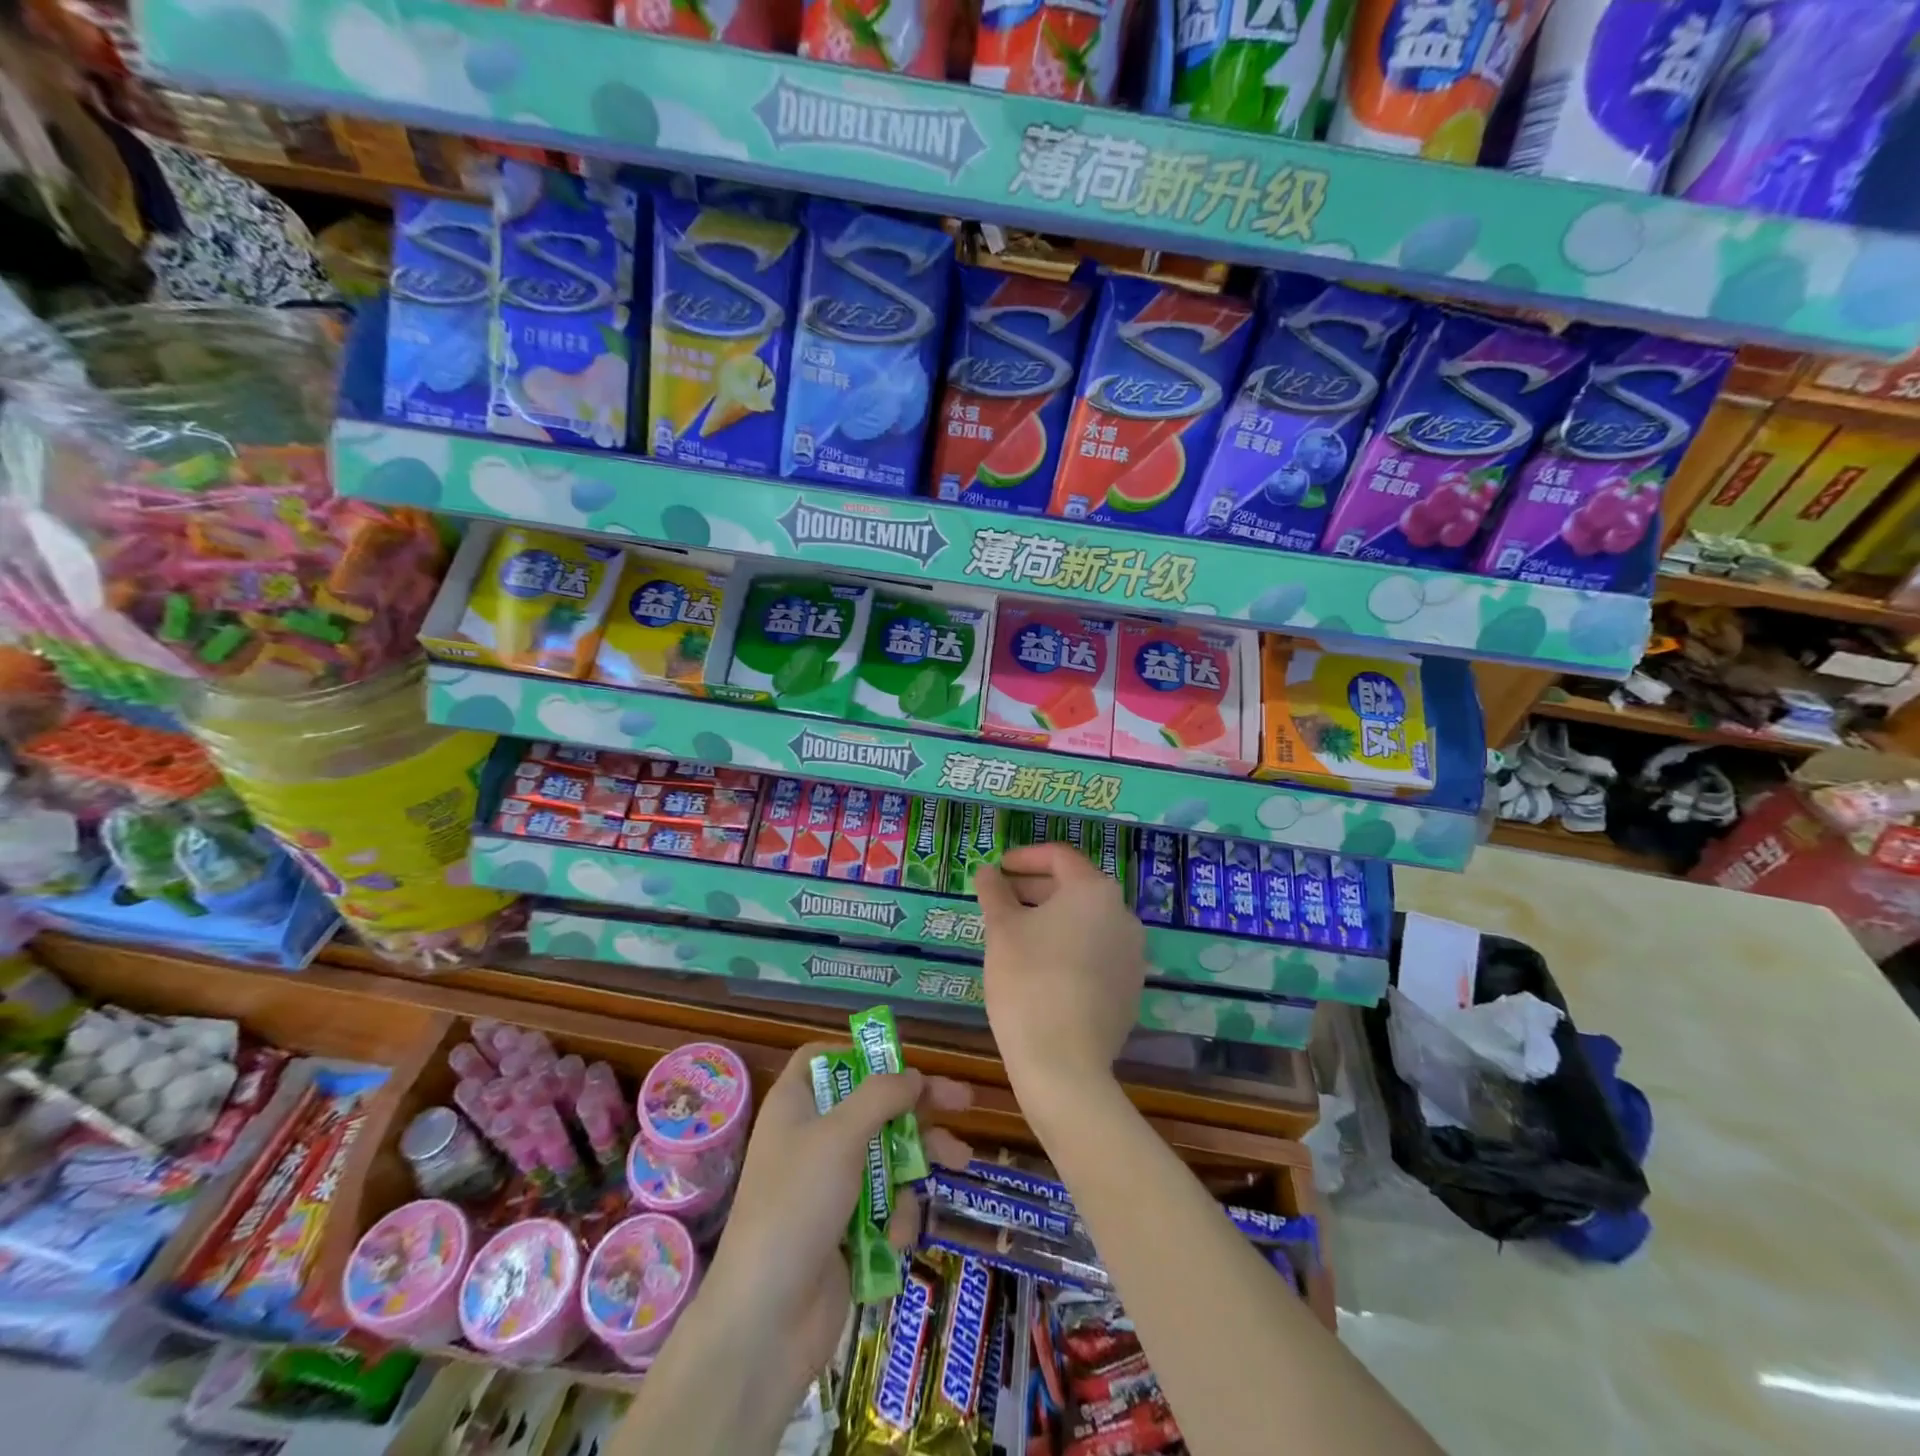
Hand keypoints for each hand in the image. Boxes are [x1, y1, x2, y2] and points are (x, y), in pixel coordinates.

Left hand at [698, 1043, 970, 1398]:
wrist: (767, 1321)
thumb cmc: (797, 1206)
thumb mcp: (840, 1136)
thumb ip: (881, 1096)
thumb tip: (912, 1076)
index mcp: (796, 1106)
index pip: (824, 1060)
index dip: (861, 1054)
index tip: (901, 1059)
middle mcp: (811, 1139)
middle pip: (871, 1105)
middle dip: (917, 1106)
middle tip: (964, 1102)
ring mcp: (828, 1187)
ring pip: (886, 1155)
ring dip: (920, 1160)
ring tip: (961, 1161)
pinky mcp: (845, 1230)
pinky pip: (884, 1203)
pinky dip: (896, 1214)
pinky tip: (896, 1236)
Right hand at [974, 842, 1147, 1101]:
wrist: (1065, 1063)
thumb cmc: (1028, 981)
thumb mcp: (1001, 930)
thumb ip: (994, 893)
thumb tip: (987, 872)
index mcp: (1094, 891)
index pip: (1059, 857)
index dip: (1025, 857)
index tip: (998, 869)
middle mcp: (1123, 914)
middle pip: (1075, 887)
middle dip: (1035, 889)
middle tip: (1000, 900)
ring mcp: (1132, 953)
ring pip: (1086, 921)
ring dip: (1051, 919)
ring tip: (1015, 934)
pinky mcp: (1130, 987)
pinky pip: (1096, 952)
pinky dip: (1069, 947)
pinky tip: (1041, 967)